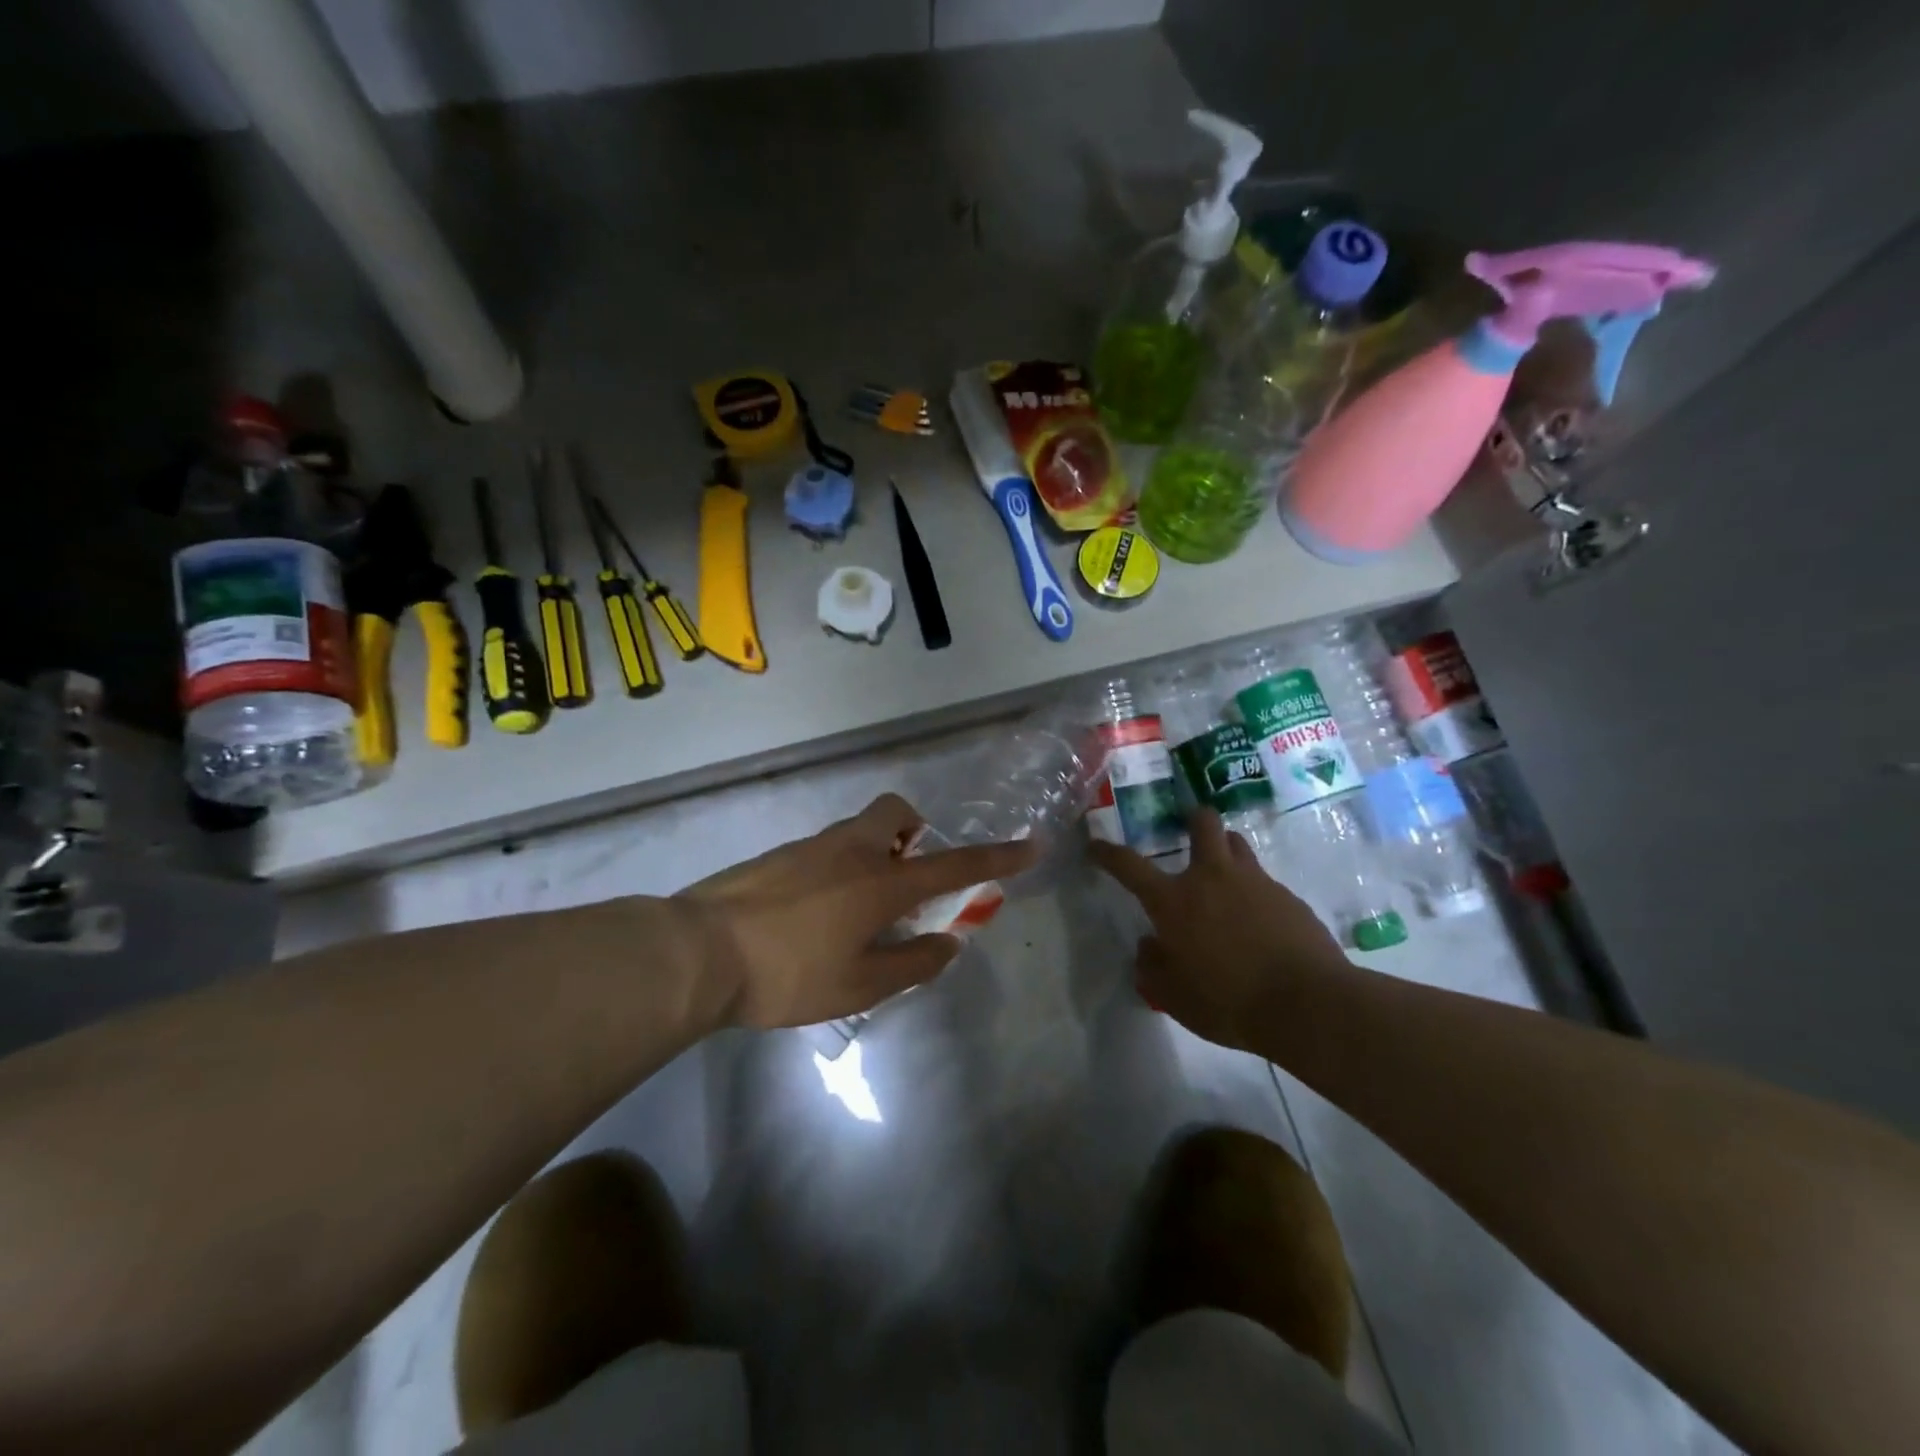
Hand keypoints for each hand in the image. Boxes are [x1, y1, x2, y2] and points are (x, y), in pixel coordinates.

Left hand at [679, 794, 1036, 1030]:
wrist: (698, 952)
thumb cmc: (788, 974)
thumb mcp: (859, 986)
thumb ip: (911, 963)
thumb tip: (948, 943)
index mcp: (881, 882)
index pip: (954, 865)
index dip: (997, 858)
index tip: (1030, 846)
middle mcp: (851, 850)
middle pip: (896, 813)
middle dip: (915, 832)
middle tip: (906, 876)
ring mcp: (810, 846)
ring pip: (858, 830)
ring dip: (874, 853)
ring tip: (855, 911)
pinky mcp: (778, 855)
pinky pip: (825, 849)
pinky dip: (838, 869)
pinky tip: (813, 915)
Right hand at [1089, 809, 1349, 1052]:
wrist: (1308, 1005)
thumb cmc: (1228, 1001)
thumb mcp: (1174, 996)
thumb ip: (1153, 968)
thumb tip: (1149, 946)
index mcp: (1175, 900)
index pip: (1129, 866)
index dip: (1108, 853)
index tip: (1096, 846)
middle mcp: (1213, 878)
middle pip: (1203, 824)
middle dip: (1193, 818)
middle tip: (1189, 826)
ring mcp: (1256, 883)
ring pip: (1238, 846)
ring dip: (1226, 850)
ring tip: (1224, 873)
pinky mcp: (1289, 898)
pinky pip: (1265, 882)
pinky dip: (1255, 892)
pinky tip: (1260, 923)